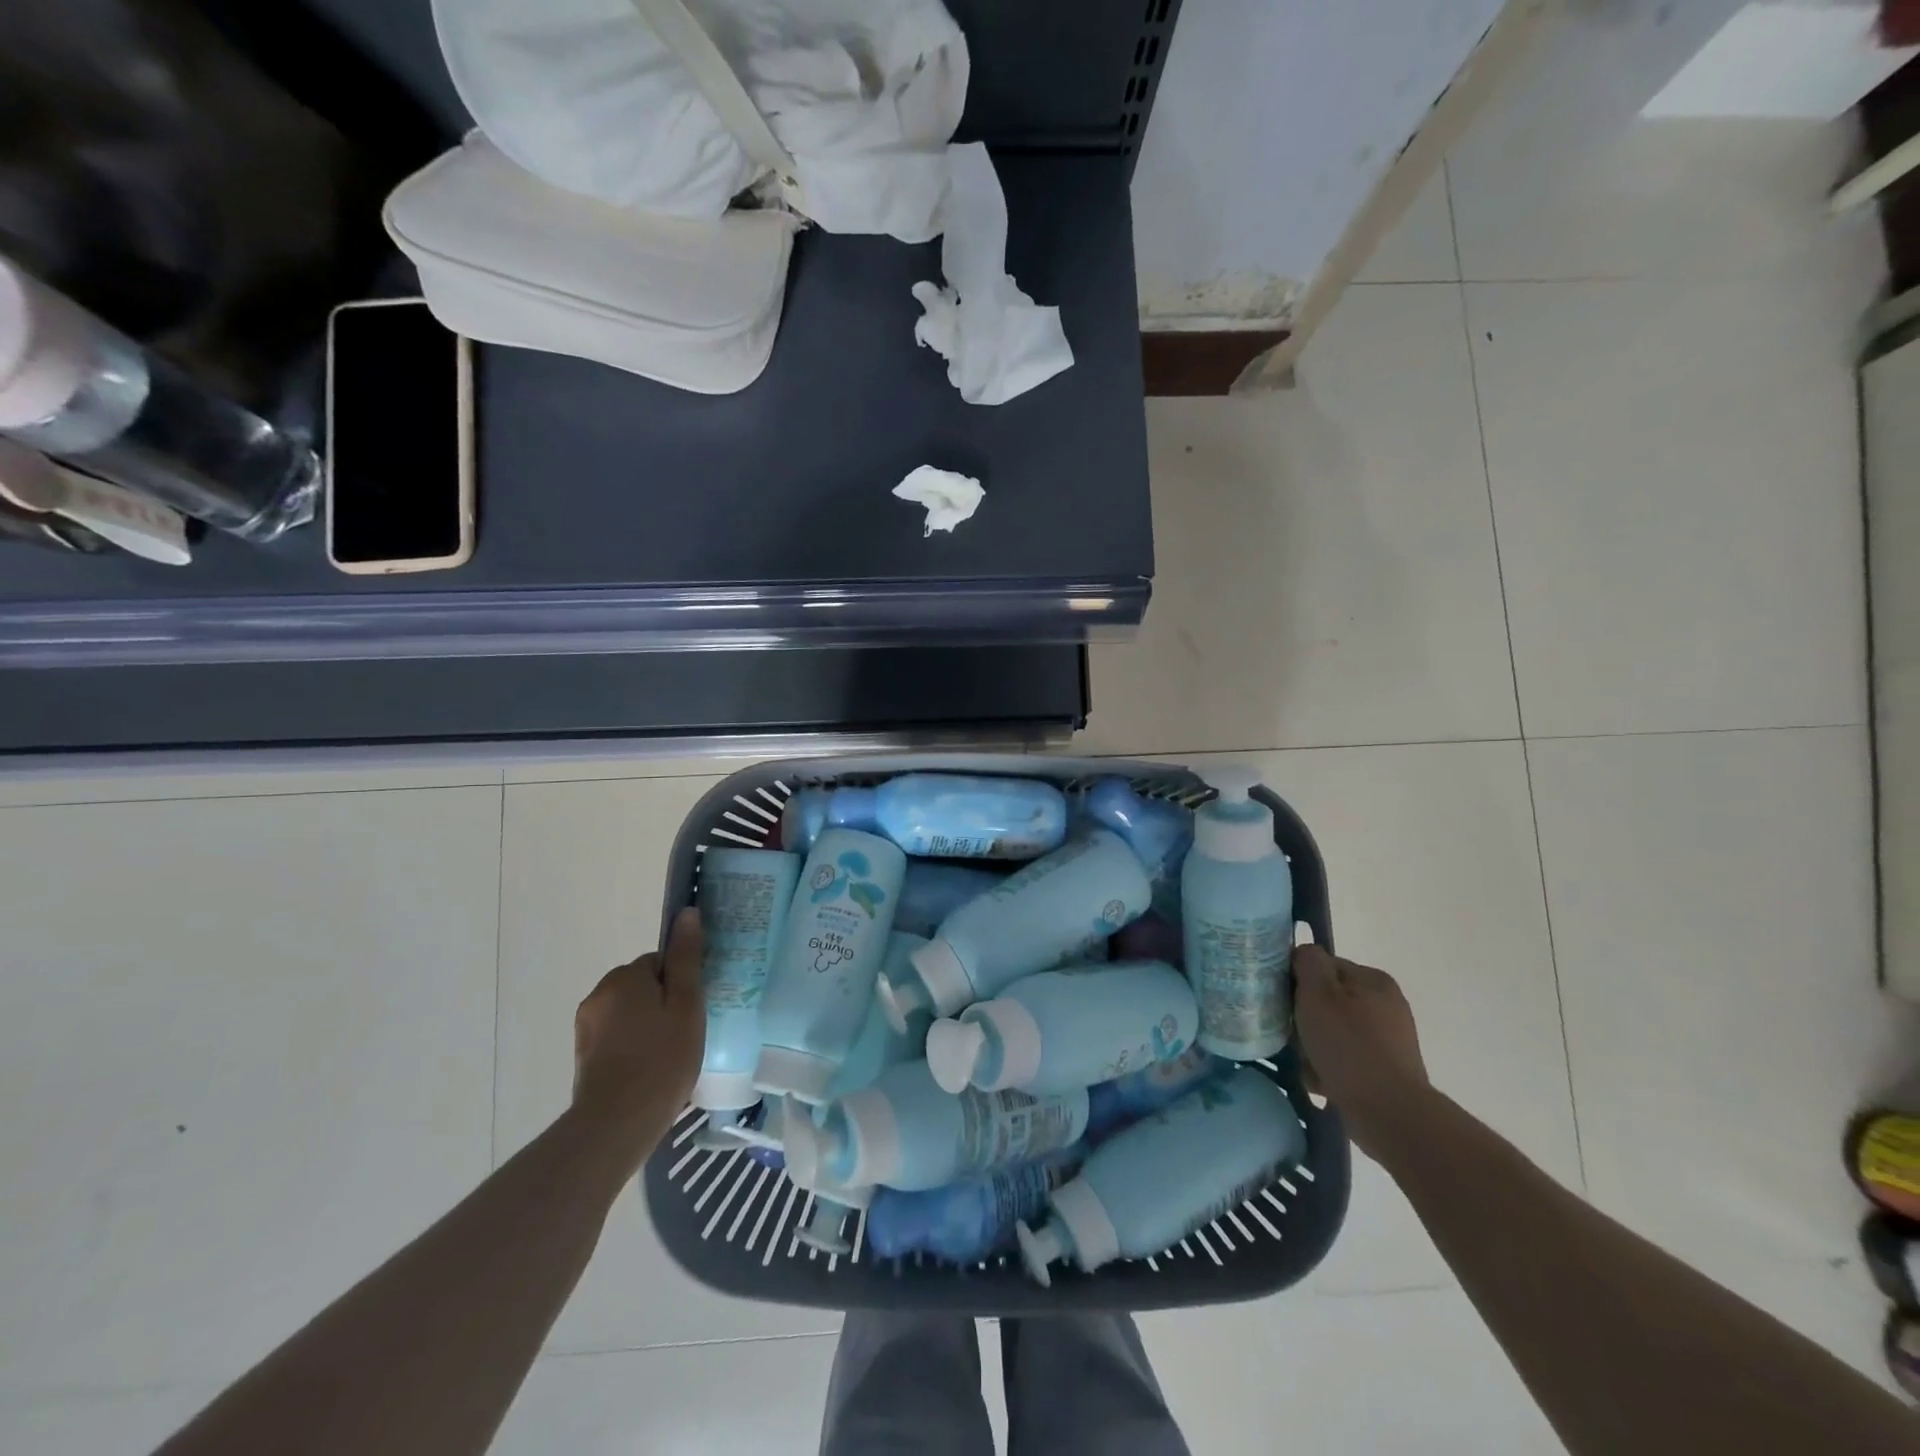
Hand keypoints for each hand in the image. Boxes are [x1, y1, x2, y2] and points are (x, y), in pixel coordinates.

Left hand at [572, 907, 705, 1164]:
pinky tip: (648, 1070)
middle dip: (663, 1004)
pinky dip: (633, 1046)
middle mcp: (599, 994)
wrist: (616, 1125)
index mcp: (625, 977)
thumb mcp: (687, 1005)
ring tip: (668, 1057)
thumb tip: (687, 912)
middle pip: (643, 985)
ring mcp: (587, 1026)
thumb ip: (686, 958)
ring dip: (647, 1025)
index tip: (692, 1011)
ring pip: (630, 1012)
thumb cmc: (662, 1059)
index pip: (661, 962)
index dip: (681, 985)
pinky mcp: (583, 1055)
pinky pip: (617, 1036)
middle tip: (684, 1034)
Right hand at [1293, 944, 1429, 1157]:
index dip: (1298, 980)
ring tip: (1302, 1061)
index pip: (1324, 966)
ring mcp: (1388, 1041)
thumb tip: (1304, 953)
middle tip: (1290, 1033)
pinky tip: (1317, 1080)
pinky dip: (1329, 1067)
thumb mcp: (1318, 993)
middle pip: (1328, 1000)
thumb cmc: (1348, 1046)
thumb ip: (1308, 962)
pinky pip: (1345, 1059)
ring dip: (1313, 1044)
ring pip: (1333, 1031)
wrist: (1389, 1114)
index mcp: (1373, 980)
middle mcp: (1386, 1005)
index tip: (1282, 999)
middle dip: (1305, 1016)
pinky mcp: (1385, 1072)